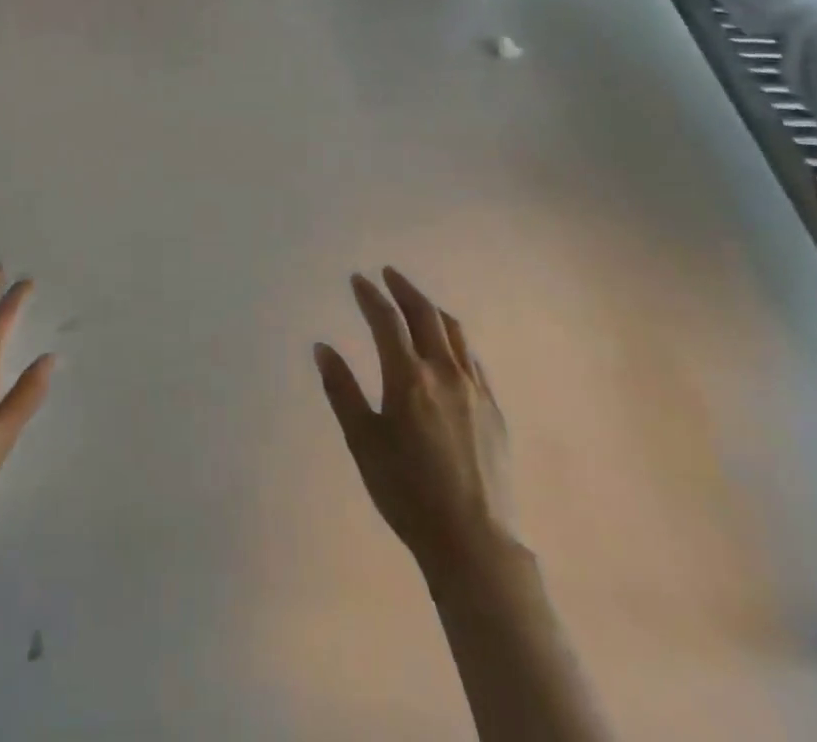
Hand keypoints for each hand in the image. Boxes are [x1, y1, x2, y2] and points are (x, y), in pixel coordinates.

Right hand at [315, 269, 515, 580]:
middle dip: (404, 289)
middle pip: (425, 315)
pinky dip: (455, 339)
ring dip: (432, 309)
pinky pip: (473, 358)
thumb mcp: (363, 442)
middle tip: (388, 274)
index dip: (370, 296)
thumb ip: (341, 390)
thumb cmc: (407, 492)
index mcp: (408, 377)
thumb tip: (322, 347)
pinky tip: (449, 347)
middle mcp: (444, 372)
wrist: (473, 541)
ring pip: (454, 332)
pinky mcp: (493, 409)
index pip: (386, 320)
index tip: (358, 279)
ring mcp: (474, 388)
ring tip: (418, 302)